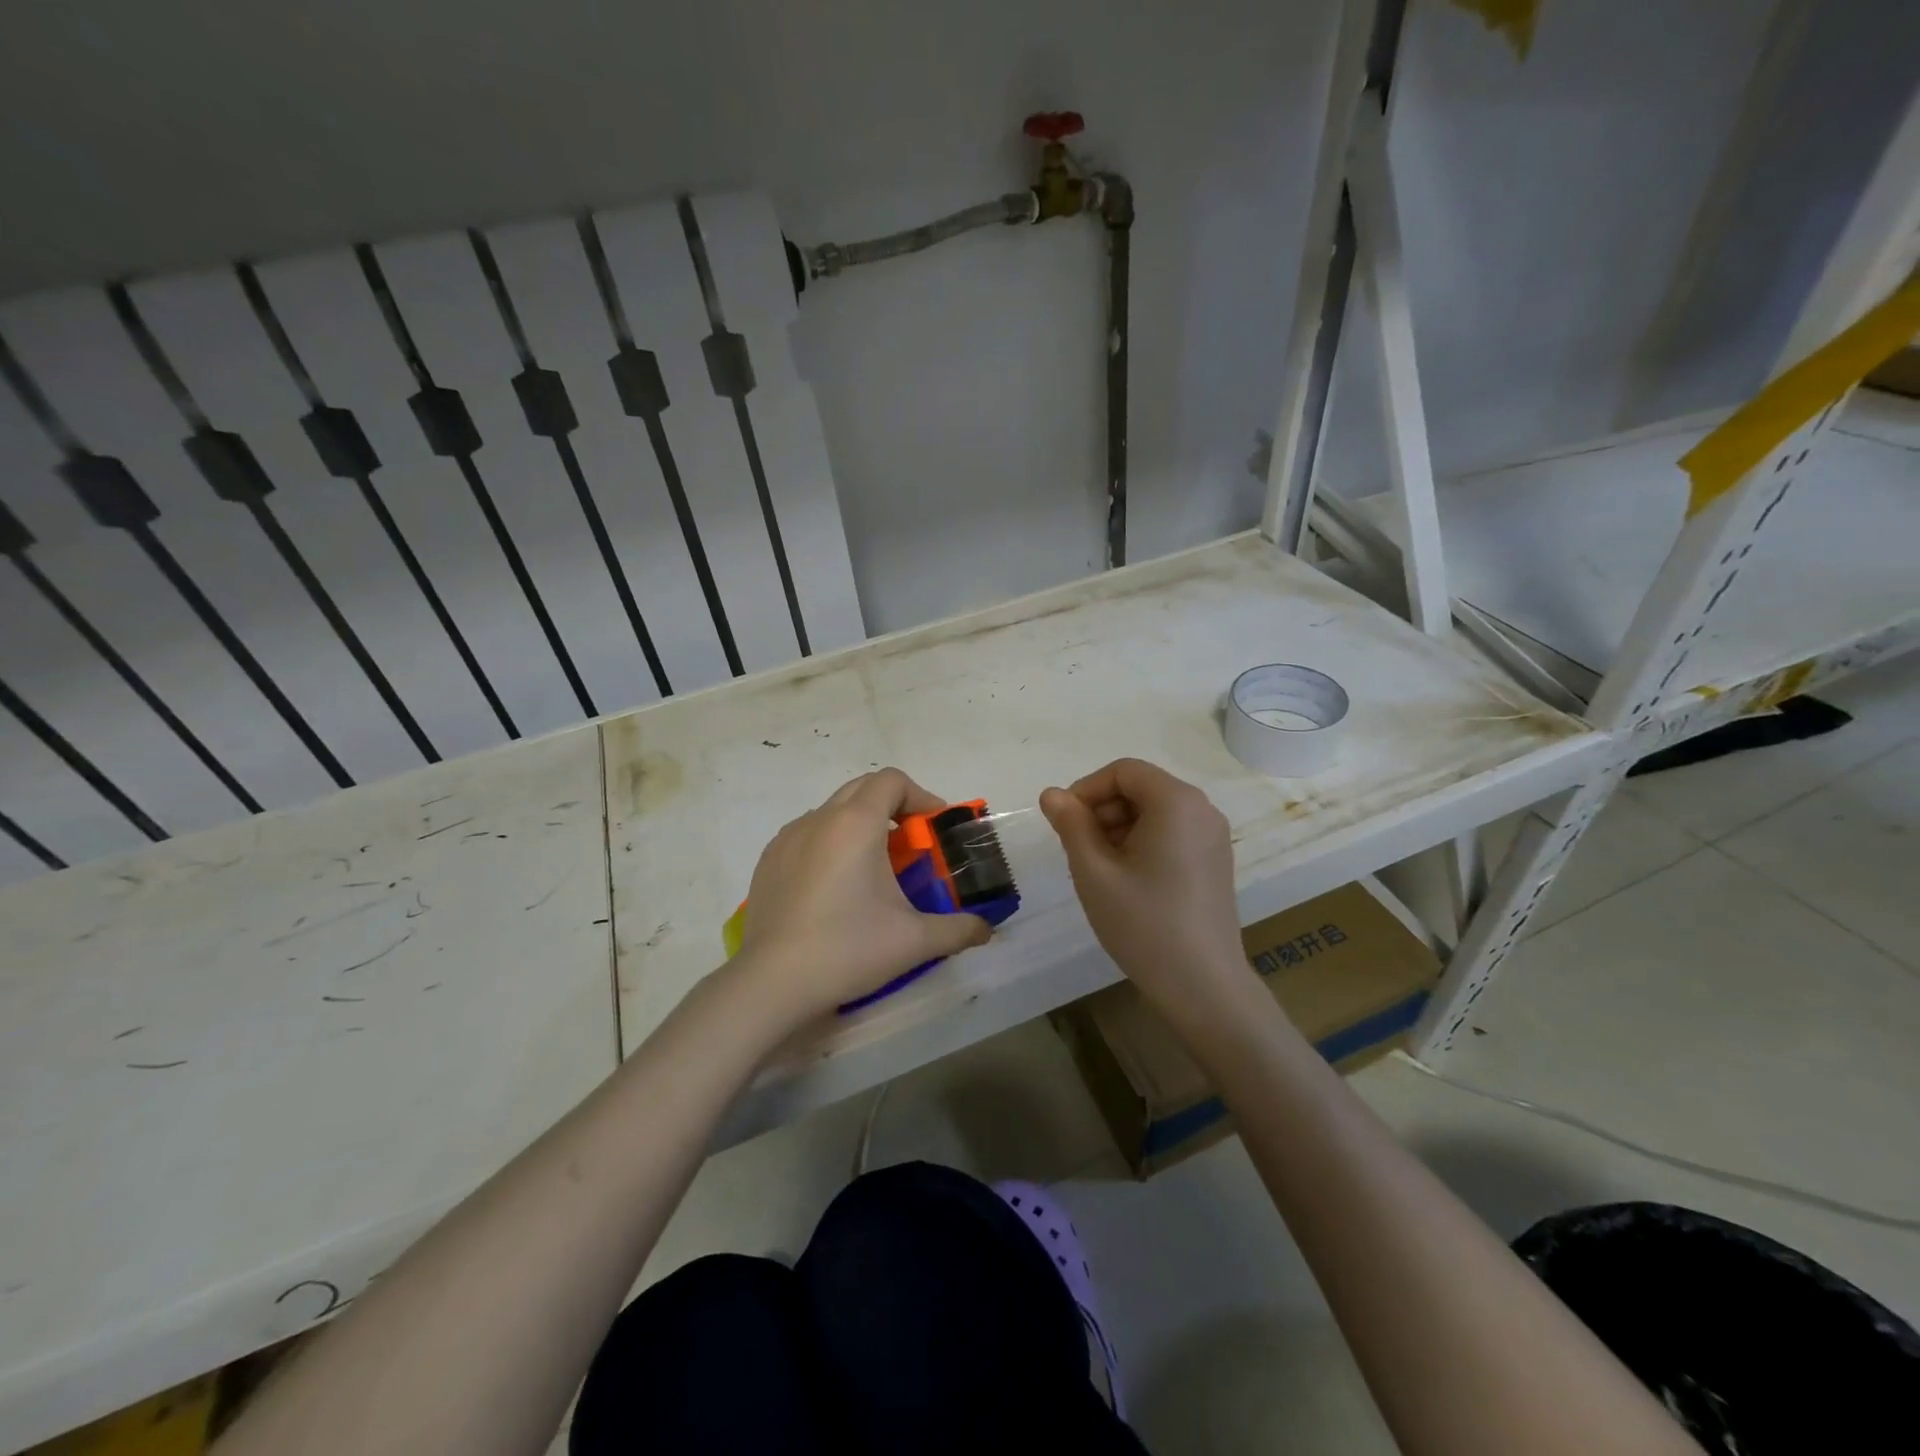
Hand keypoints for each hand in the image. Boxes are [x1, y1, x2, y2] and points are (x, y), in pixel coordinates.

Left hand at [731, 768, 991, 1021]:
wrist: (772, 982)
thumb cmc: (849, 949)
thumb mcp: (915, 941)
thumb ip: (959, 929)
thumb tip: (987, 929)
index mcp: (855, 823)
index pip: (892, 781)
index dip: (920, 797)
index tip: (934, 830)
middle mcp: (819, 819)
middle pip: (863, 789)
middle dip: (892, 807)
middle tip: (910, 846)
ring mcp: (787, 838)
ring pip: (832, 812)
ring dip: (859, 826)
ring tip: (872, 870)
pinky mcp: (768, 861)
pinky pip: (807, 836)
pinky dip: (829, 845)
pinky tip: (834, 889)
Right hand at [1040, 759, 1248, 1007]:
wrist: (1203, 987)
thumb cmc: (1144, 923)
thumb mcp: (1094, 871)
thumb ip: (1070, 824)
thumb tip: (1052, 794)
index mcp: (1176, 802)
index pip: (1123, 771)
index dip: (1086, 789)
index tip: (1063, 823)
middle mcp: (1202, 809)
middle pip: (1140, 788)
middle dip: (1102, 811)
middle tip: (1077, 851)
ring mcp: (1213, 837)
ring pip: (1154, 812)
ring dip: (1119, 828)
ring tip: (1098, 870)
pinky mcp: (1214, 861)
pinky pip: (1171, 833)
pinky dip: (1141, 843)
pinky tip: (1125, 881)